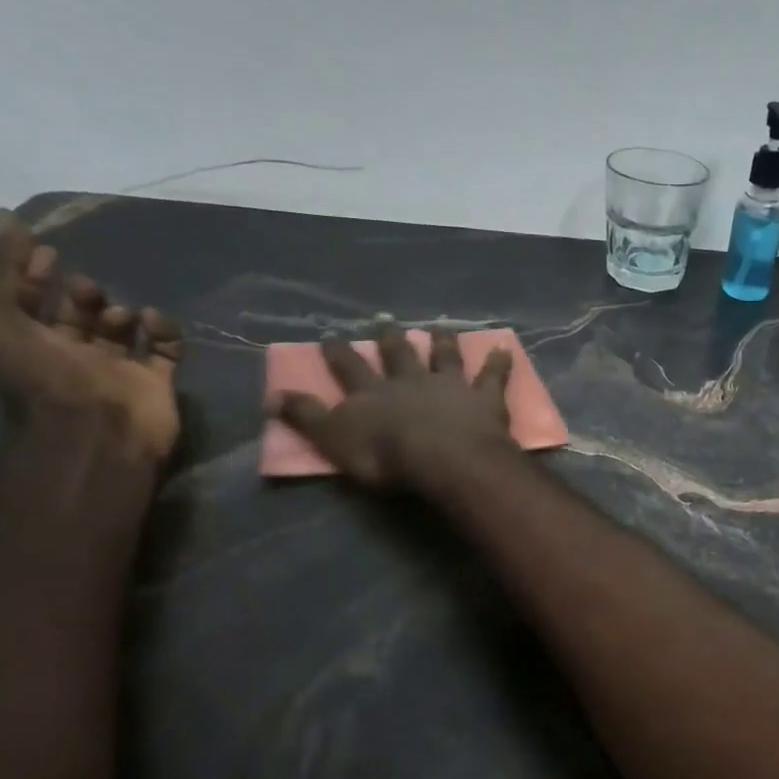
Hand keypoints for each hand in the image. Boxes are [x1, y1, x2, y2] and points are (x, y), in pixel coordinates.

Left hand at [0, 209, 184, 462]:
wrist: (94, 432)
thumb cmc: (36, 376)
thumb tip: (5, 218)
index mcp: (25, 343)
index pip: (25, 300)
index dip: (29, 271)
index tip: (44, 247)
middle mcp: (70, 356)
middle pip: (76, 314)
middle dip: (80, 292)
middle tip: (84, 286)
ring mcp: (117, 370)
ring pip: (121, 329)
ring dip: (118, 310)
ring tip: (117, 314)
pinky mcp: (157, 382)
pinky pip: (165, 347)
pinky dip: (163, 329)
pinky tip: (152, 321)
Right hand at [271, 321, 514, 490]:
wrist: (444, 458)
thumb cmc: (387, 457)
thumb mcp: (335, 441)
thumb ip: (308, 418)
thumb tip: (273, 396)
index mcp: (373, 394)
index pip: (349, 369)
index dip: (338, 353)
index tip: (330, 336)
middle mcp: (410, 381)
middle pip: (398, 355)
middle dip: (390, 338)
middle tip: (385, 320)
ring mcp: (449, 386)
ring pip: (444, 356)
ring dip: (443, 341)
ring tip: (440, 324)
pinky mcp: (483, 397)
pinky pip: (493, 376)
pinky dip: (500, 362)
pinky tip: (505, 347)